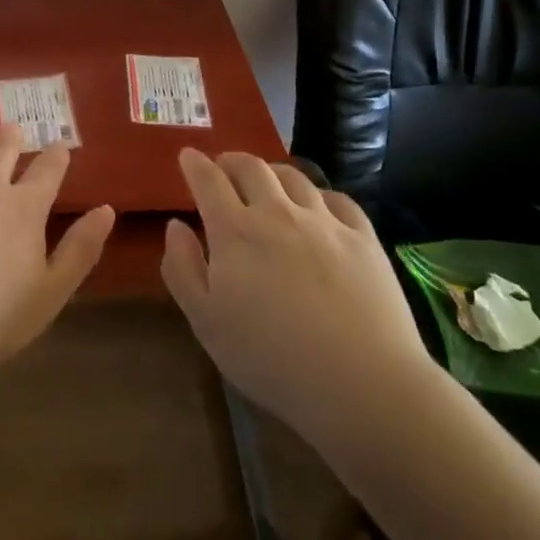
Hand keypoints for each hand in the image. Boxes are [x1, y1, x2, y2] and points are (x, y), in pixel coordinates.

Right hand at [161, 150, 440, 440]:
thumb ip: (182, 268)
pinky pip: (337, 199)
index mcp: (235, 231)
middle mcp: (278, 213)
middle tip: (224, 168)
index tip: (188, 155)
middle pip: (251, 167)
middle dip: (231, 161)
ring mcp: (324, 221)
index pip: (208, 181)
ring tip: (268, 183)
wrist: (361, 383)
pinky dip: (318, 195)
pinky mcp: (363, 237)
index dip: (195, 164)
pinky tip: (318, 208)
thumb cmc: (270, 359)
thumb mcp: (206, 322)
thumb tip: (176, 225)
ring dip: (272, 173)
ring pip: (293, 177)